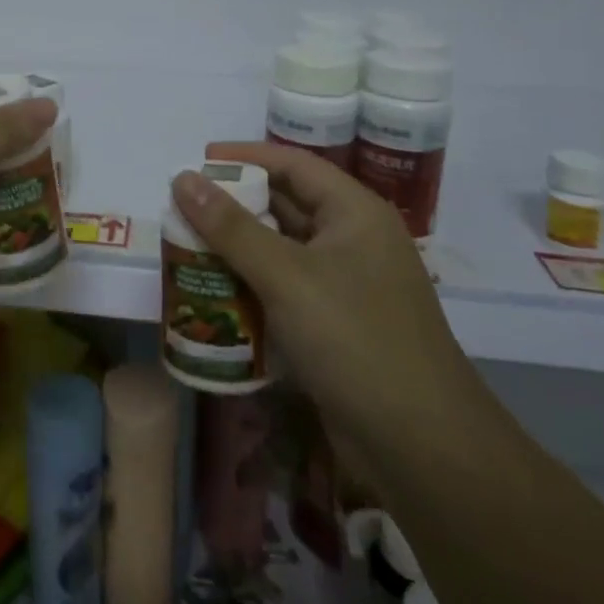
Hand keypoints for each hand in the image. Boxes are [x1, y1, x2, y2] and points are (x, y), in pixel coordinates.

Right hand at [170, 142, 479, 443]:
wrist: (421, 447)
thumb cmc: (355, 340)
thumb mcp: (287, 276)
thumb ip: (231, 227)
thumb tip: (182, 178)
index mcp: (354, 214)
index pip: (293, 165)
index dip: (244, 156)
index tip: (197, 161)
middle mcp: (353, 241)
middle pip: (286, 206)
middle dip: (234, 206)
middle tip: (183, 208)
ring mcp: (347, 286)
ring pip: (282, 251)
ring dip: (237, 249)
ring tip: (188, 247)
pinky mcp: (336, 326)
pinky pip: (285, 290)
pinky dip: (251, 286)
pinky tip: (215, 294)